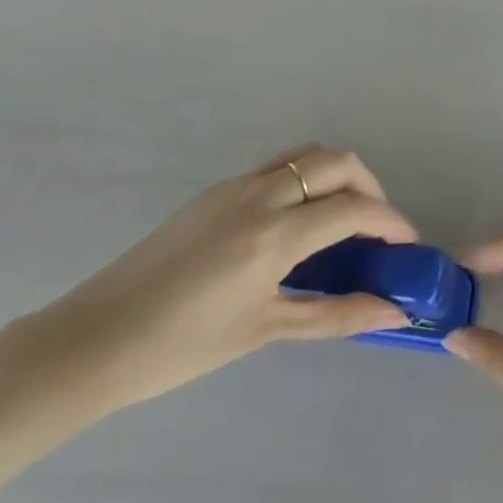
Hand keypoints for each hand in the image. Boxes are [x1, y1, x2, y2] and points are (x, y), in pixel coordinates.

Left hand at [26, 145, 415, 417]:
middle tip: (377, 228)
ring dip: (336, 176)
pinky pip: (277, 168)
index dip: (390, 221)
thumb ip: (337, 315)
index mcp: (274, 234)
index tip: (407, 244)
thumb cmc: (182, 347)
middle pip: (335, 161)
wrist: (95, 339)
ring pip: (305, 155)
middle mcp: (259, 194)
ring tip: (343, 221)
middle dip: (369, 187)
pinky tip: (298, 226)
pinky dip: (305, 181)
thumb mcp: (266, 330)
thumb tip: (394, 313)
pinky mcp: (215, 191)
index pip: (353, 208)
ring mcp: (234, 186)